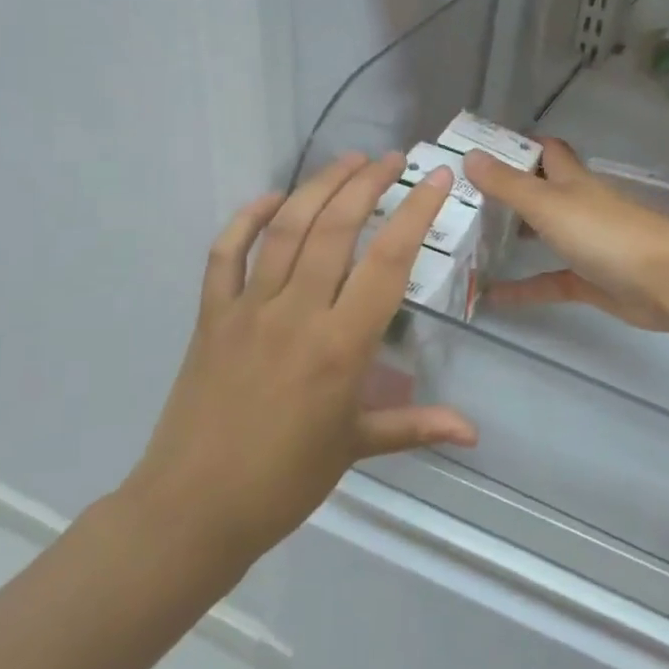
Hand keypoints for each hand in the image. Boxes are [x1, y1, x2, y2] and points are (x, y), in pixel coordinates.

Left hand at [119, 154, 475, 594]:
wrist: (193, 509)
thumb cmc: (285, 480)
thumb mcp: (358, 448)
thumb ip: (418, 426)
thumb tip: (474, 432)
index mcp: (341, 346)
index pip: (387, 262)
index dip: (415, 213)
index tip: (436, 178)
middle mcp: (296, 314)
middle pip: (335, 229)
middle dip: (366, 184)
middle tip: (391, 159)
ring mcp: (247, 310)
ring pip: (285, 230)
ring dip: (318, 187)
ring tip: (347, 161)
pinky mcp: (210, 317)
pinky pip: (224, 255)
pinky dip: (245, 220)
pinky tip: (269, 198)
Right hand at [463, 138, 668, 333]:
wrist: (668, 280)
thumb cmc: (606, 233)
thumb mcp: (549, 204)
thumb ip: (508, 184)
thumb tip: (470, 155)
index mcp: (573, 180)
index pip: (546, 152)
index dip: (518, 147)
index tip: (479, 152)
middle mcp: (579, 207)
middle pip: (542, 192)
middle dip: (508, 193)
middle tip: (463, 200)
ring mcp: (587, 245)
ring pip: (545, 235)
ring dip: (515, 237)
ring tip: (470, 242)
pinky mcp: (592, 281)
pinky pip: (550, 281)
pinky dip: (524, 288)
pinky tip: (491, 297)